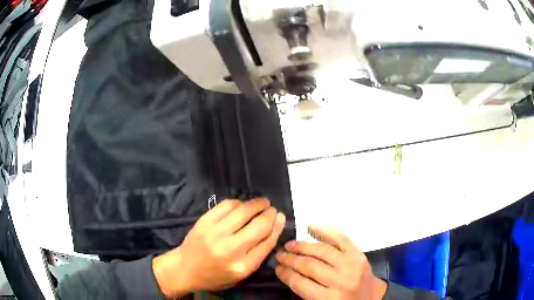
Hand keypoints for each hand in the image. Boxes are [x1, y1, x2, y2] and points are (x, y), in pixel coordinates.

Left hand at [153, 198, 285, 296]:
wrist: (185, 269)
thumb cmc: (216, 275)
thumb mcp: (241, 274)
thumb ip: (258, 254)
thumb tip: (273, 228)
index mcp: (243, 266)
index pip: (267, 241)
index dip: (277, 226)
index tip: (281, 216)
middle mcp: (231, 249)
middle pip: (259, 225)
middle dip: (269, 213)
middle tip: (272, 209)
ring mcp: (215, 233)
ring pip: (243, 211)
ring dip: (257, 204)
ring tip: (262, 203)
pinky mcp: (204, 222)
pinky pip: (226, 205)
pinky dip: (238, 202)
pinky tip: (242, 205)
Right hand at [275, 226, 386, 299]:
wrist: (372, 299)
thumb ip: (306, 290)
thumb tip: (288, 272)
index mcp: (329, 298)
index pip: (300, 283)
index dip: (285, 274)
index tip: (276, 268)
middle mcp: (340, 280)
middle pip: (310, 265)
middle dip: (290, 259)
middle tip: (279, 255)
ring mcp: (352, 265)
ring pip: (322, 250)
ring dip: (303, 246)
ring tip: (289, 245)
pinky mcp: (359, 255)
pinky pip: (341, 239)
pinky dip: (326, 231)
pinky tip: (311, 227)